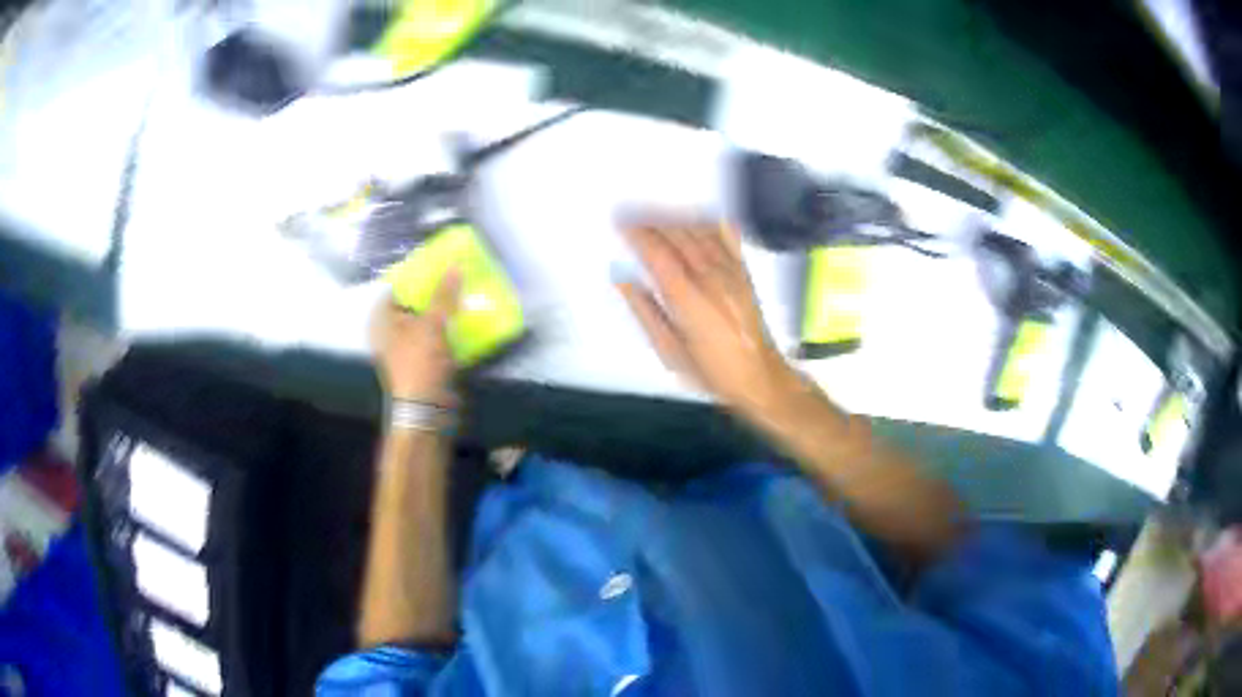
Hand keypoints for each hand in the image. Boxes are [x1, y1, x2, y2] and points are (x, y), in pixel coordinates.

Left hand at [370, 270, 460, 403]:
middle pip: (412, 304)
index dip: (416, 276)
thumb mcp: (432, 325)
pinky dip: (445, 331)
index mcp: (382, 320)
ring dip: (441, 312)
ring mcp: (404, 348)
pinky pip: (433, 338)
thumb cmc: (419, 363)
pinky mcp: (420, 362)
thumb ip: (443, 296)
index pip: (396, 288)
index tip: (438, 265)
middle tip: (455, 278)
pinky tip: (462, 322)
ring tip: (462, 295)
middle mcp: (389, 332)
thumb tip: (454, 265)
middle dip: (433, 293)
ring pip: (424, 322)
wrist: (425, 409)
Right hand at [617, 220, 793, 415]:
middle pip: (678, 237)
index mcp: (689, 299)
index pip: (658, 255)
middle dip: (651, 220)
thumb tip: (623, 280)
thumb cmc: (712, 370)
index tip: (620, 223)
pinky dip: (709, 222)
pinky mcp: (744, 273)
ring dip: (674, 218)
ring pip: (700, 232)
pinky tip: (697, 215)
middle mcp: (711, 279)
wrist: (759, 377)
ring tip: (654, 212)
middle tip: (630, 212)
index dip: (637, 235)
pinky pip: (727, 237)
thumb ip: (645, 311)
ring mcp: (731, 273)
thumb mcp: (670, 351)